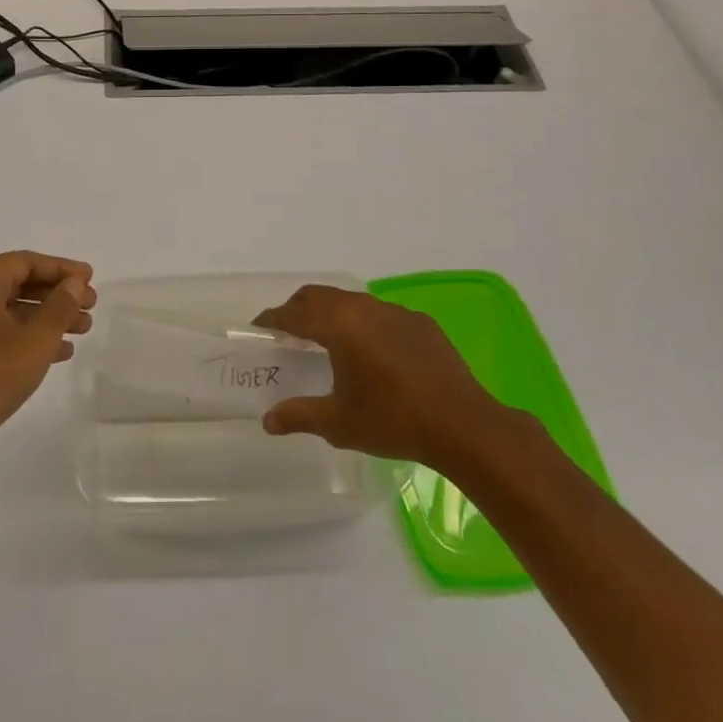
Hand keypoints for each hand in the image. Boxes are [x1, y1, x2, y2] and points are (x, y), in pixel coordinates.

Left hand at [0, 251, 95, 481]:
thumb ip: (60, 306)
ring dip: (47, 318)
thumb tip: (74, 283)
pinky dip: (28, 338)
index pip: (24, 262)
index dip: (61, 268)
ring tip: (83, 329)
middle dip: (57, 294)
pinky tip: (59, 353)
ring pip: (10, 311)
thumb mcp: (35, 339)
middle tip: (91, 305)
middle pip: (17, 284)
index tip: (91, 278)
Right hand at [253, 284, 503, 465]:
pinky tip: (372, 351)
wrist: (463, 425)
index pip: (294, 314)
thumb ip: (299, 416)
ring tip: (327, 338)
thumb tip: (267, 421)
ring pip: (351, 301)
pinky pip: (380, 314)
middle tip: (287, 330)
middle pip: (319, 296)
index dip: (273, 319)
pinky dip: (363, 323)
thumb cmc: (393, 421)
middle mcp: (363, 308)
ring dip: (332, 313)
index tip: (259, 327)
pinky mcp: (420, 322)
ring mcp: (395, 312)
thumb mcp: (339, 423)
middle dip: (298, 309)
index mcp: (338, 326)